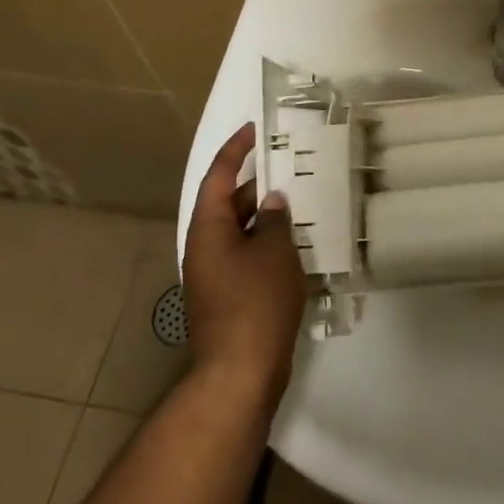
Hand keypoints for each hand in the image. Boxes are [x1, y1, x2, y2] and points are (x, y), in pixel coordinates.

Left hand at [183, 123, 306, 405]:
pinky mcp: (228, 298)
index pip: (218, 176)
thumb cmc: (255, 302)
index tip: (255, 129)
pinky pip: (246, 256)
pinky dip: (266, 243)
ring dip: (264, 216)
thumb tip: (273, 201)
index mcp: (208, 228)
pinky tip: (296, 244)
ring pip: (239, 231)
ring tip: (299, 201)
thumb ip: (275, 219)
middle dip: (255, 184)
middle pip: (227, 203)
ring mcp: (214, 275)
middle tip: (288, 165)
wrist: (239, 373)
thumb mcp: (274, 252)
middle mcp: (204, 247)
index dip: (236, 149)